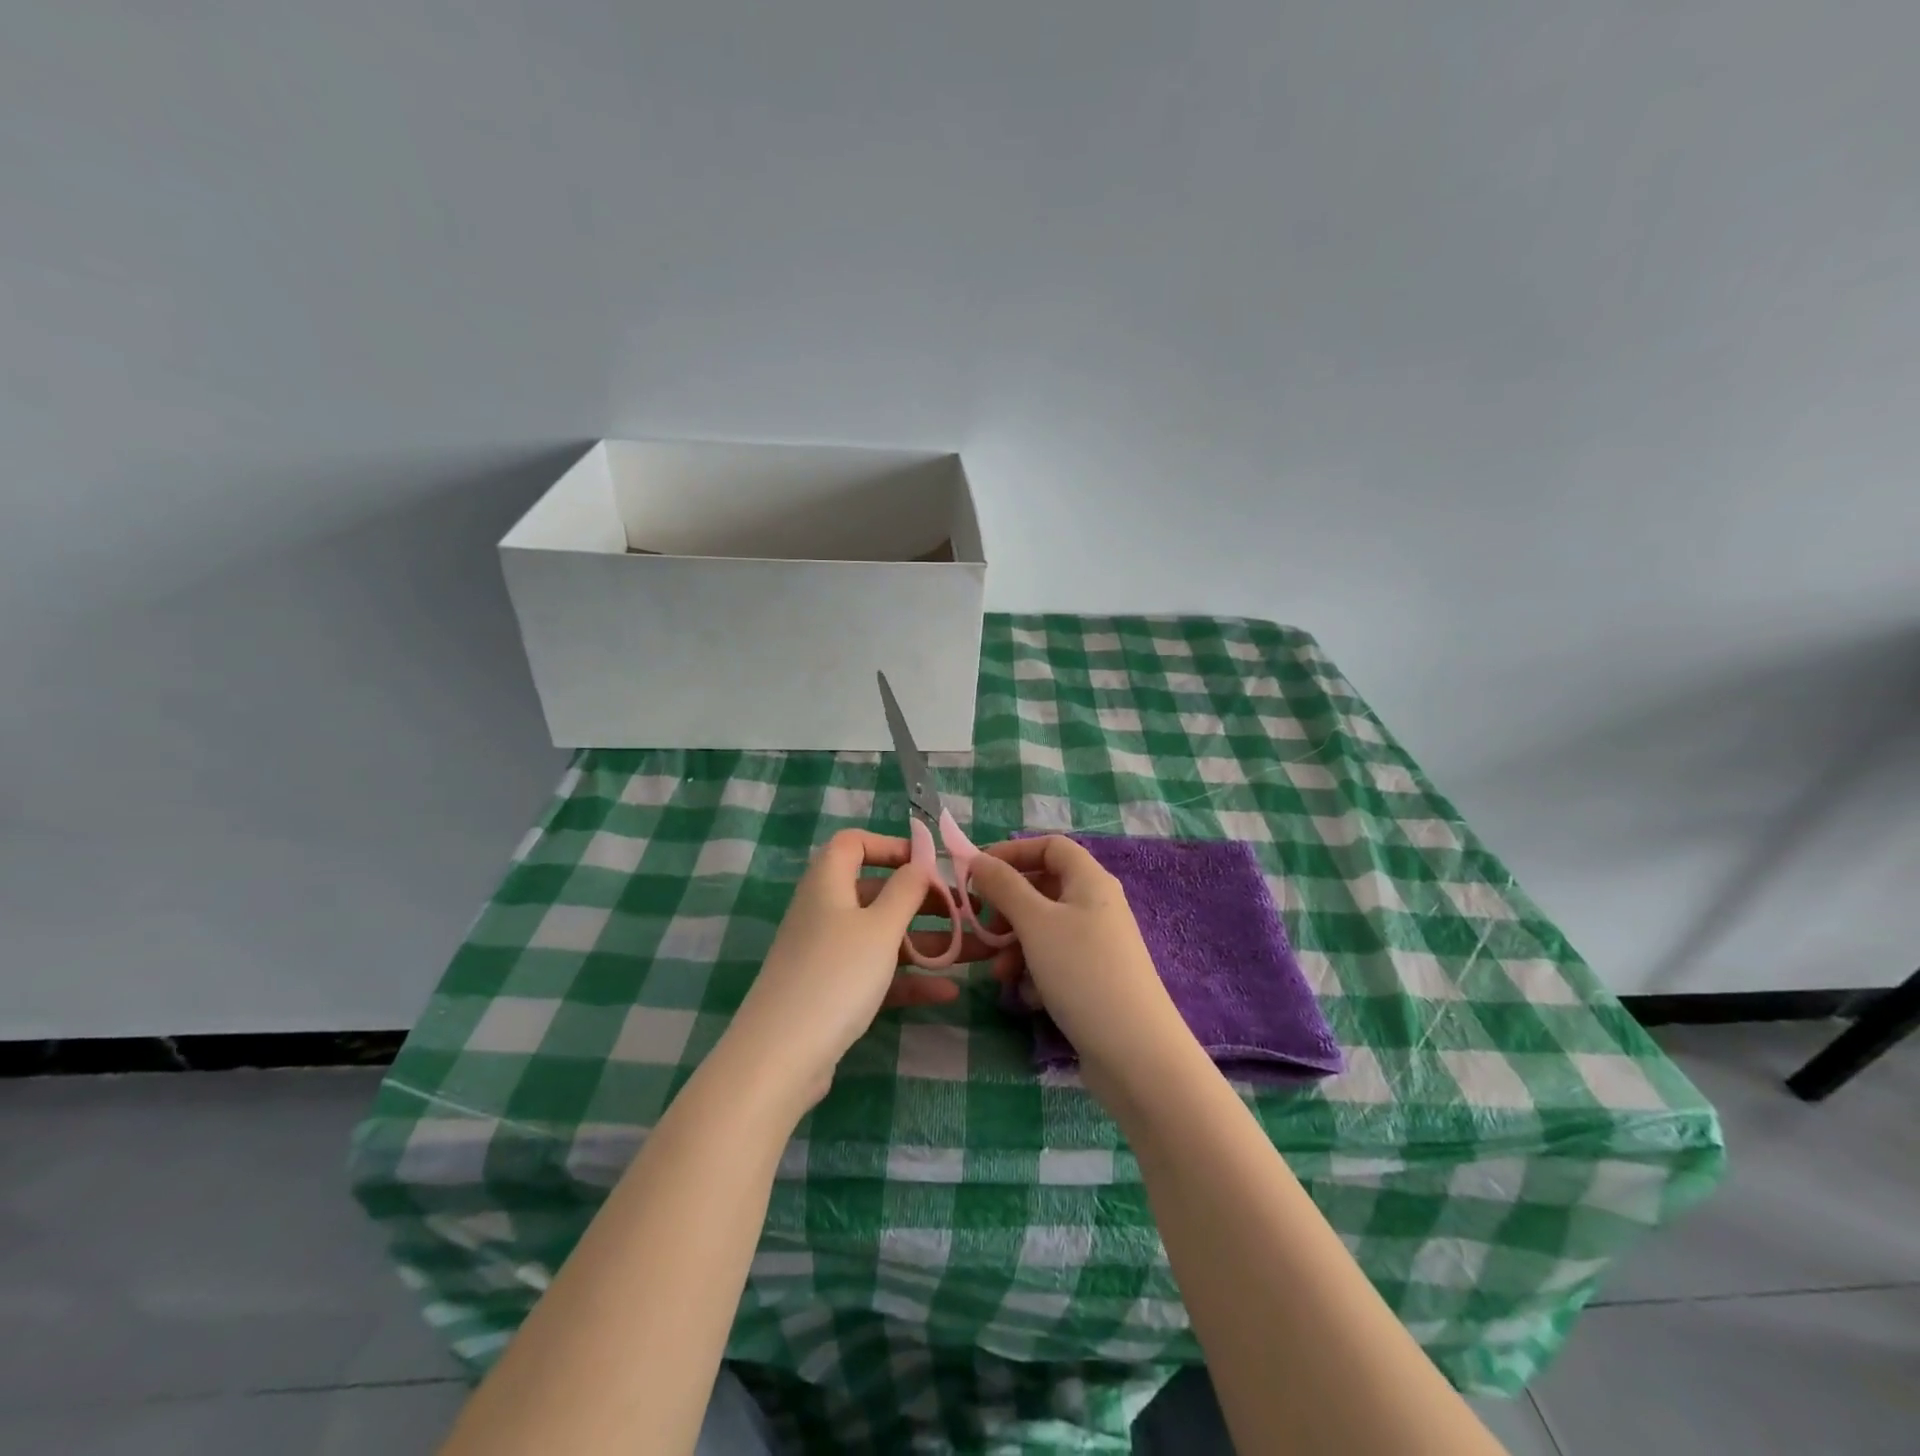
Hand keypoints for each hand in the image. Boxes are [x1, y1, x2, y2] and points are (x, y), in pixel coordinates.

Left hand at [720, 830, 977, 1111]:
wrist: (781, 1056)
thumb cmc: (836, 974)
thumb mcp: (880, 927)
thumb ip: (906, 890)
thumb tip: (919, 864)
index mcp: (829, 882)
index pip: (854, 843)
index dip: (891, 846)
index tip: (930, 863)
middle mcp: (826, 911)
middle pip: (879, 892)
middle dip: (926, 901)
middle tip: (968, 912)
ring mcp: (828, 953)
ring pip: (884, 936)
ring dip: (929, 942)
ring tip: (977, 951)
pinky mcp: (833, 990)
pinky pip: (877, 973)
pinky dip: (909, 978)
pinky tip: (948, 991)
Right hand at [968, 837, 1189, 1080]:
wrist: (1135, 1053)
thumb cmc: (1082, 973)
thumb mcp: (1035, 923)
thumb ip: (1004, 886)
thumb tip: (978, 859)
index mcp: (1090, 881)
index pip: (1050, 846)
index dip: (1013, 853)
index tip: (978, 873)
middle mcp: (1097, 905)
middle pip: (1044, 888)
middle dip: (1008, 908)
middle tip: (983, 928)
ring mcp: (1098, 944)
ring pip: (1045, 929)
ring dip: (1016, 946)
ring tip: (1000, 974)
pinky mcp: (1095, 979)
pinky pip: (1056, 961)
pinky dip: (1036, 972)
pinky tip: (1031, 998)